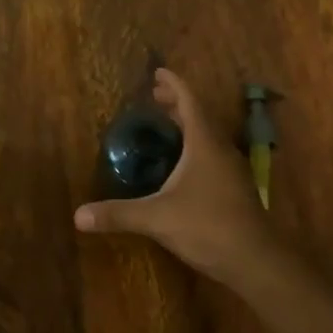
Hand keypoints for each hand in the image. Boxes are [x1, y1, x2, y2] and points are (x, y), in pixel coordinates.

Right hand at [74, 69, 278, 282]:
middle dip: (177, 103)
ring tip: (167, 124)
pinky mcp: (235, 189)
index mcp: (204, 144)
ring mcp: (232, 170)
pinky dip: (195, 147)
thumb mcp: (157, 218)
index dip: (174, 85)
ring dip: (188, 125)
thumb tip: (77, 216)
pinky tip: (183, 165)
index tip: (158, 73)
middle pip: (199, 116)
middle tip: (156, 96)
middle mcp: (220, 150)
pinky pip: (213, 154)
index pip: (189, 102)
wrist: (255, 260)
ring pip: (209, 136)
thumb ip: (118, 214)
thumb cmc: (207, 226)